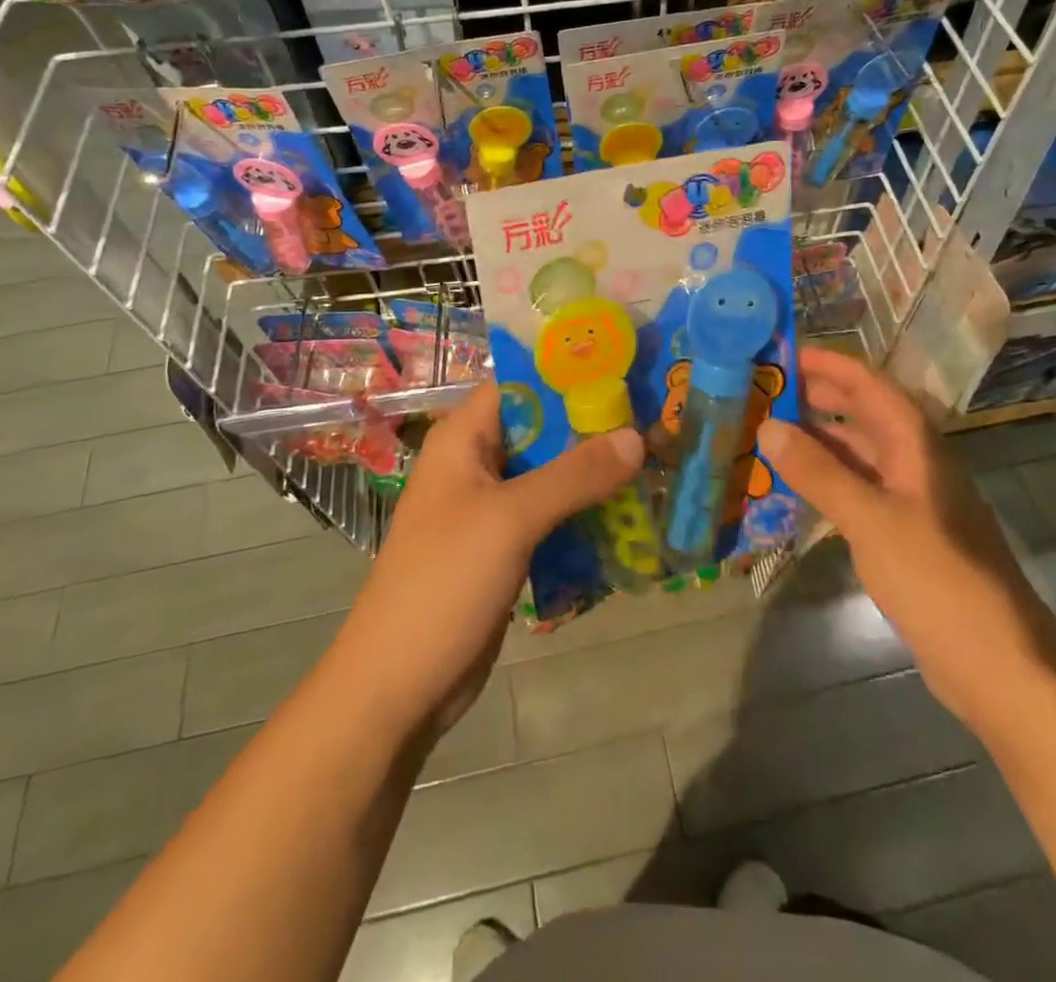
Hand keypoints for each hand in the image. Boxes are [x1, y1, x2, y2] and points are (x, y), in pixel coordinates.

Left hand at [332, 381, 643, 737]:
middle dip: (594, 423)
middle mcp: (476, 461)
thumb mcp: (511, 520)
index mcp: (464, 437)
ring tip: (655, 458)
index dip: (571, 371)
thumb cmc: (444, 583)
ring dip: (595, 469)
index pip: (522, 381)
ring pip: (551, 472)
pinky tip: (630, 511)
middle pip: (542, 426)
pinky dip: (584, 510)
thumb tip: (637, 436)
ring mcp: (490, 506)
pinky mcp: (504, 545)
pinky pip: (551, 513)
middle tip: (656, 415)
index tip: (628, 368)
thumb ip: (575, 475)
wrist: (398, 686)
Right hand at [759, 347, 1055, 731]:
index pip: (868, 384)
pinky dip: (826, 478)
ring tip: (768, 430)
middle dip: (818, 396)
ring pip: (858, 452)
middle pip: (863, 413)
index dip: (828, 364)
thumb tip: (768, 426)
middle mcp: (915, 461)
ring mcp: (911, 499)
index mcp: (916, 444)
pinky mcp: (904, 533)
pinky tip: (795, 485)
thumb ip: (818, 472)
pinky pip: (858, 488)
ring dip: (818, 438)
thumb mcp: (871, 520)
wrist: (997, 662)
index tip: (782, 352)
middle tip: (764, 389)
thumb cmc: (937, 578)